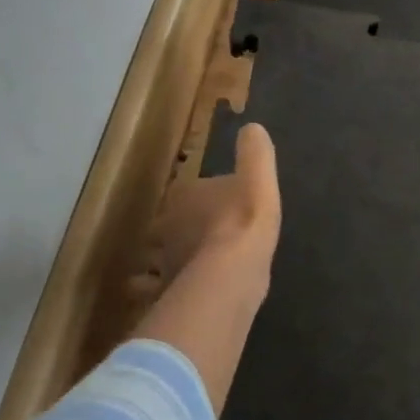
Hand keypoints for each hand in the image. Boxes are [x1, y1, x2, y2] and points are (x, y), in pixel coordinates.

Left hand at [153, 123, 281, 290]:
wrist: (234, 271)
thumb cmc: (245, 220)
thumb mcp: (259, 179)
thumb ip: (256, 154)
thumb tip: (253, 127)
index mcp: (186, 195)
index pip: (189, 191)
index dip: (200, 197)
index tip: (214, 204)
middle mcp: (168, 224)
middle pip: (171, 223)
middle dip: (179, 228)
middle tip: (199, 235)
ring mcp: (165, 259)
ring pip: (161, 255)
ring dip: (168, 259)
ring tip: (187, 265)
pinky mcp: (169, 289)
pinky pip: (159, 289)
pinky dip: (161, 290)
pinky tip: (178, 291)